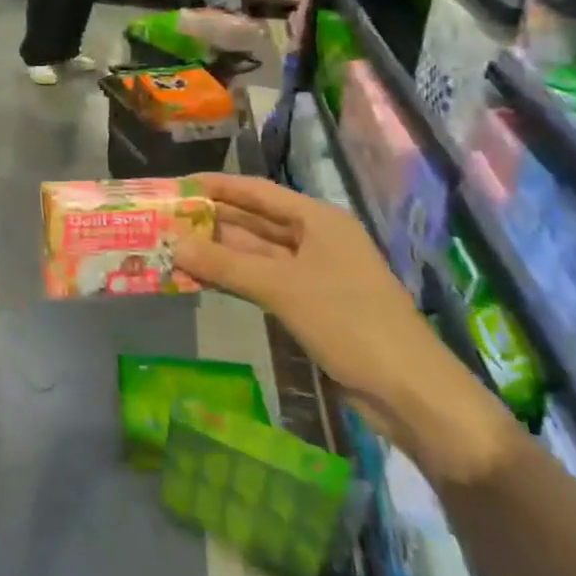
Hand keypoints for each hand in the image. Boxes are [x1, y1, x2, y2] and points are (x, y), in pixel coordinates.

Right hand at [172, 174, 517, 486]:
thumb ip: (225, 264)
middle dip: (213, 220)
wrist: (408, 390)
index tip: (177, 185)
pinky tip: (202, 279)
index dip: (217, 186)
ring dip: (219, 253)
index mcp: (318, 219)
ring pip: (257, 254)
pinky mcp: (310, 305)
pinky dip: (235, 279)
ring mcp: (314, 274)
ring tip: (173, 248)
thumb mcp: (282, 287)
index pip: (258, 192)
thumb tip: (174, 244)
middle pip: (256, 222)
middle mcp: (316, 239)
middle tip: (166, 220)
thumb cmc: (348, 321)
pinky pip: (263, 281)